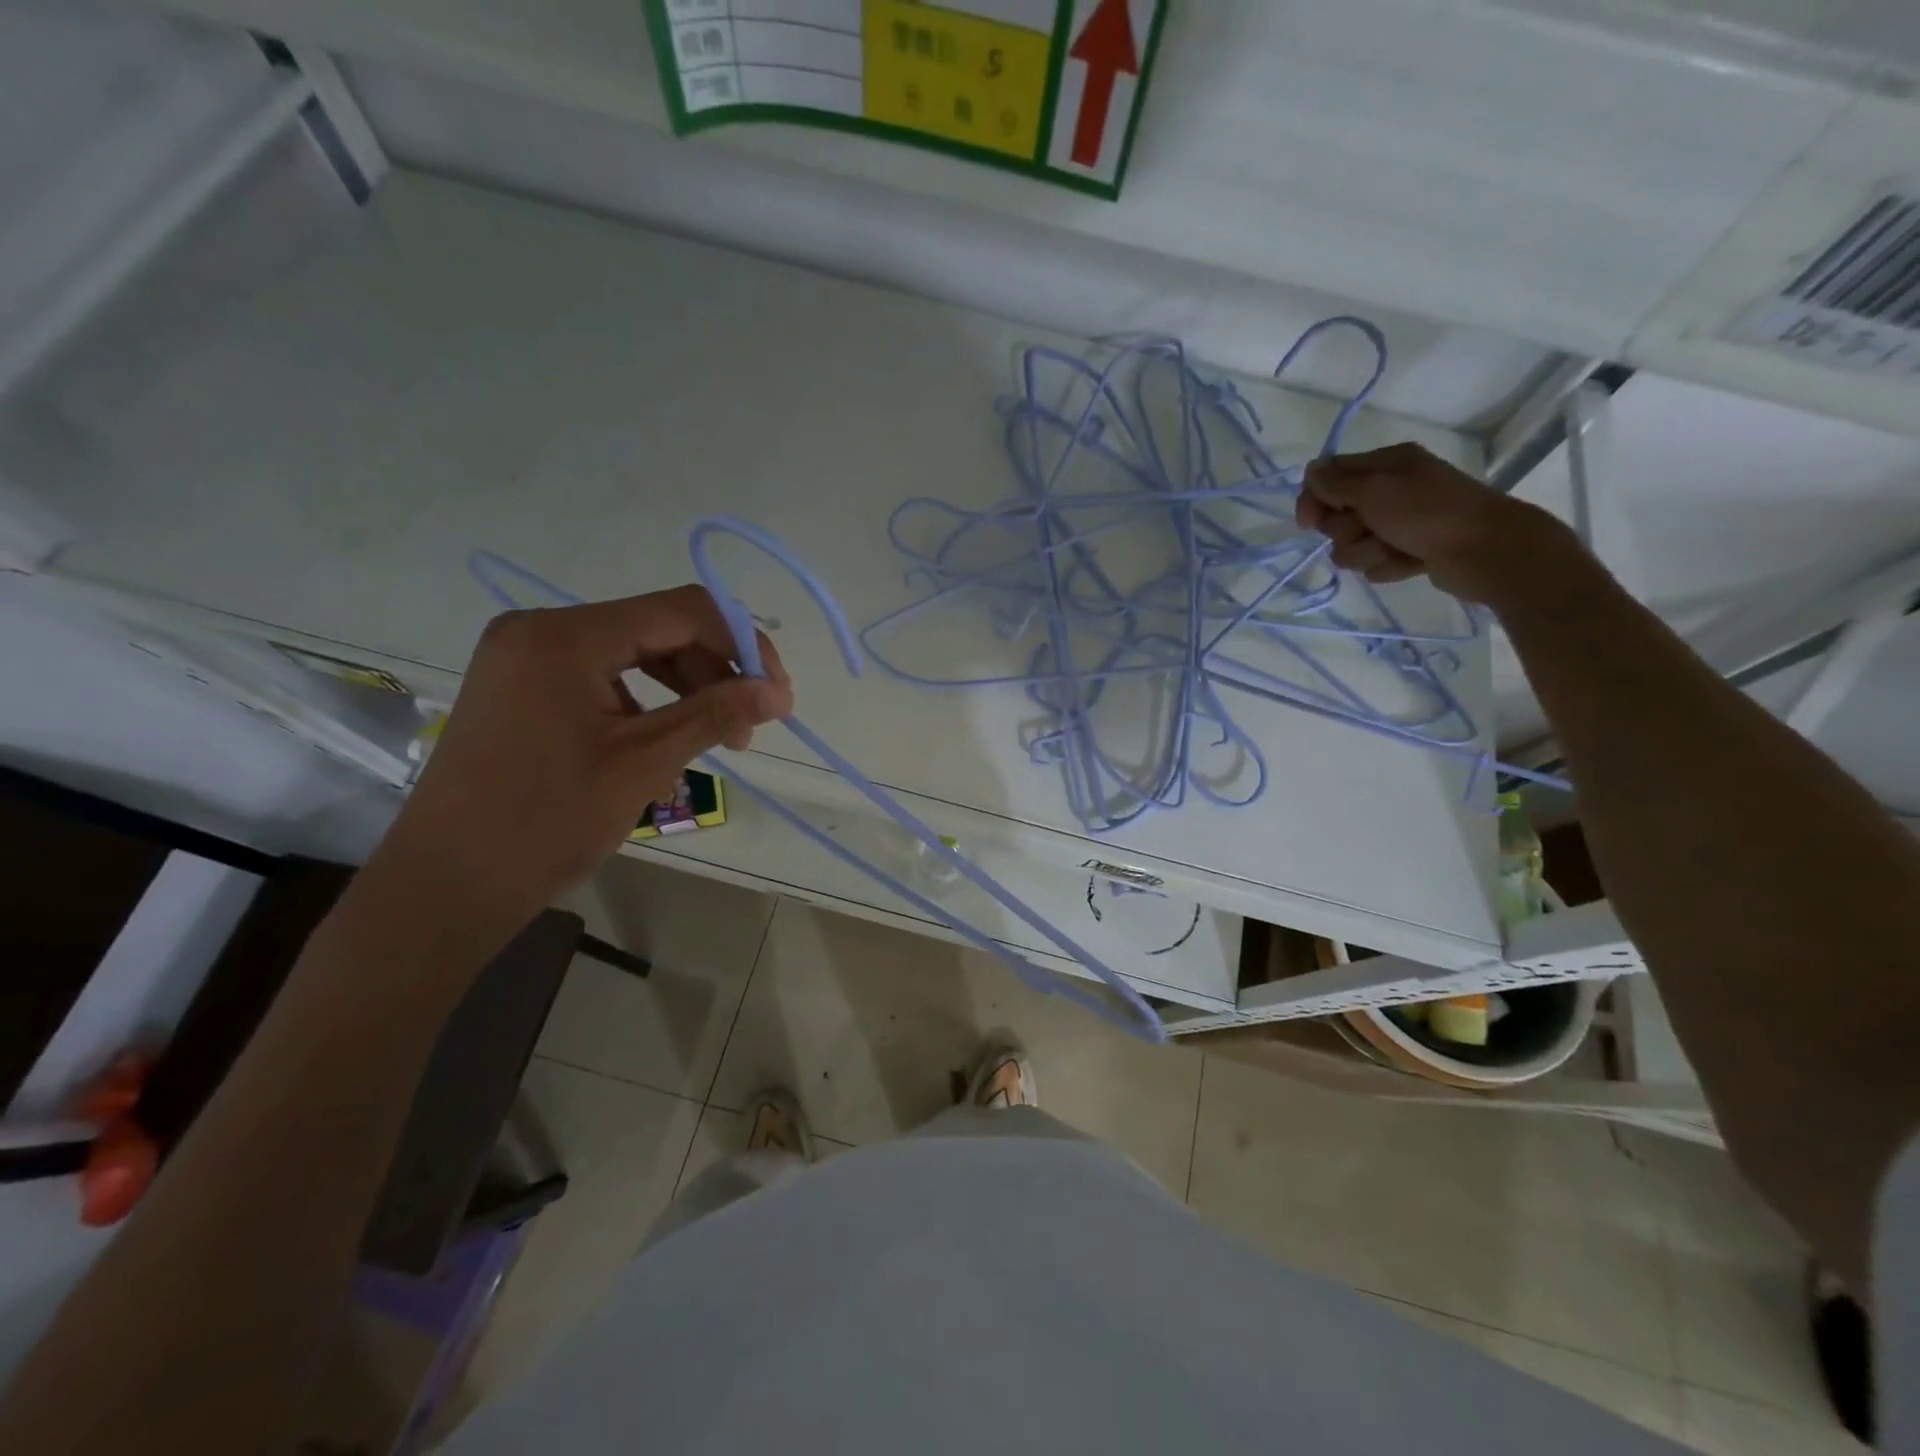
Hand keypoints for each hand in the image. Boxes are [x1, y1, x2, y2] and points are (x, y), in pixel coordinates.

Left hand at [373, 586, 791, 927]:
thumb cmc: (545, 822)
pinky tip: (664, 742)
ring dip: (686, 688)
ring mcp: (525, 657)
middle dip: (715, 671)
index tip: (777, 694)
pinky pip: (603, 676)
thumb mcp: (644, 763)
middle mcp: (540, 630)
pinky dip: (647, 702)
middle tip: (749, 726)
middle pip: (657, 628)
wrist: (445, 887)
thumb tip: (779, 691)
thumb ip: (716, 714)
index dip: (742, 645)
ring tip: (719, 738)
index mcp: (565, 636)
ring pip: (633, 652)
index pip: (681, 611)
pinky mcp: (522, 687)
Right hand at [1297, 442, 1578, 603]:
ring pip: (1352, 545)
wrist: (1483, 550)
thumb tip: (1310, 471)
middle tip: (1369, 529)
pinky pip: (1374, 563)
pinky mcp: (1406, 550)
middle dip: (1345, 530)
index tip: (1308, 523)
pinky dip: (1386, 565)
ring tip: (1393, 549)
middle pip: (1336, 515)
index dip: (1313, 500)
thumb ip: (1336, 483)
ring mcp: (1399, 522)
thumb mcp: (1375, 491)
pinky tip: (1409, 561)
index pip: (1329, 476)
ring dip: (1365, 551)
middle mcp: (1390, 490)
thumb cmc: (1427, 513)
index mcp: (1385, 464)